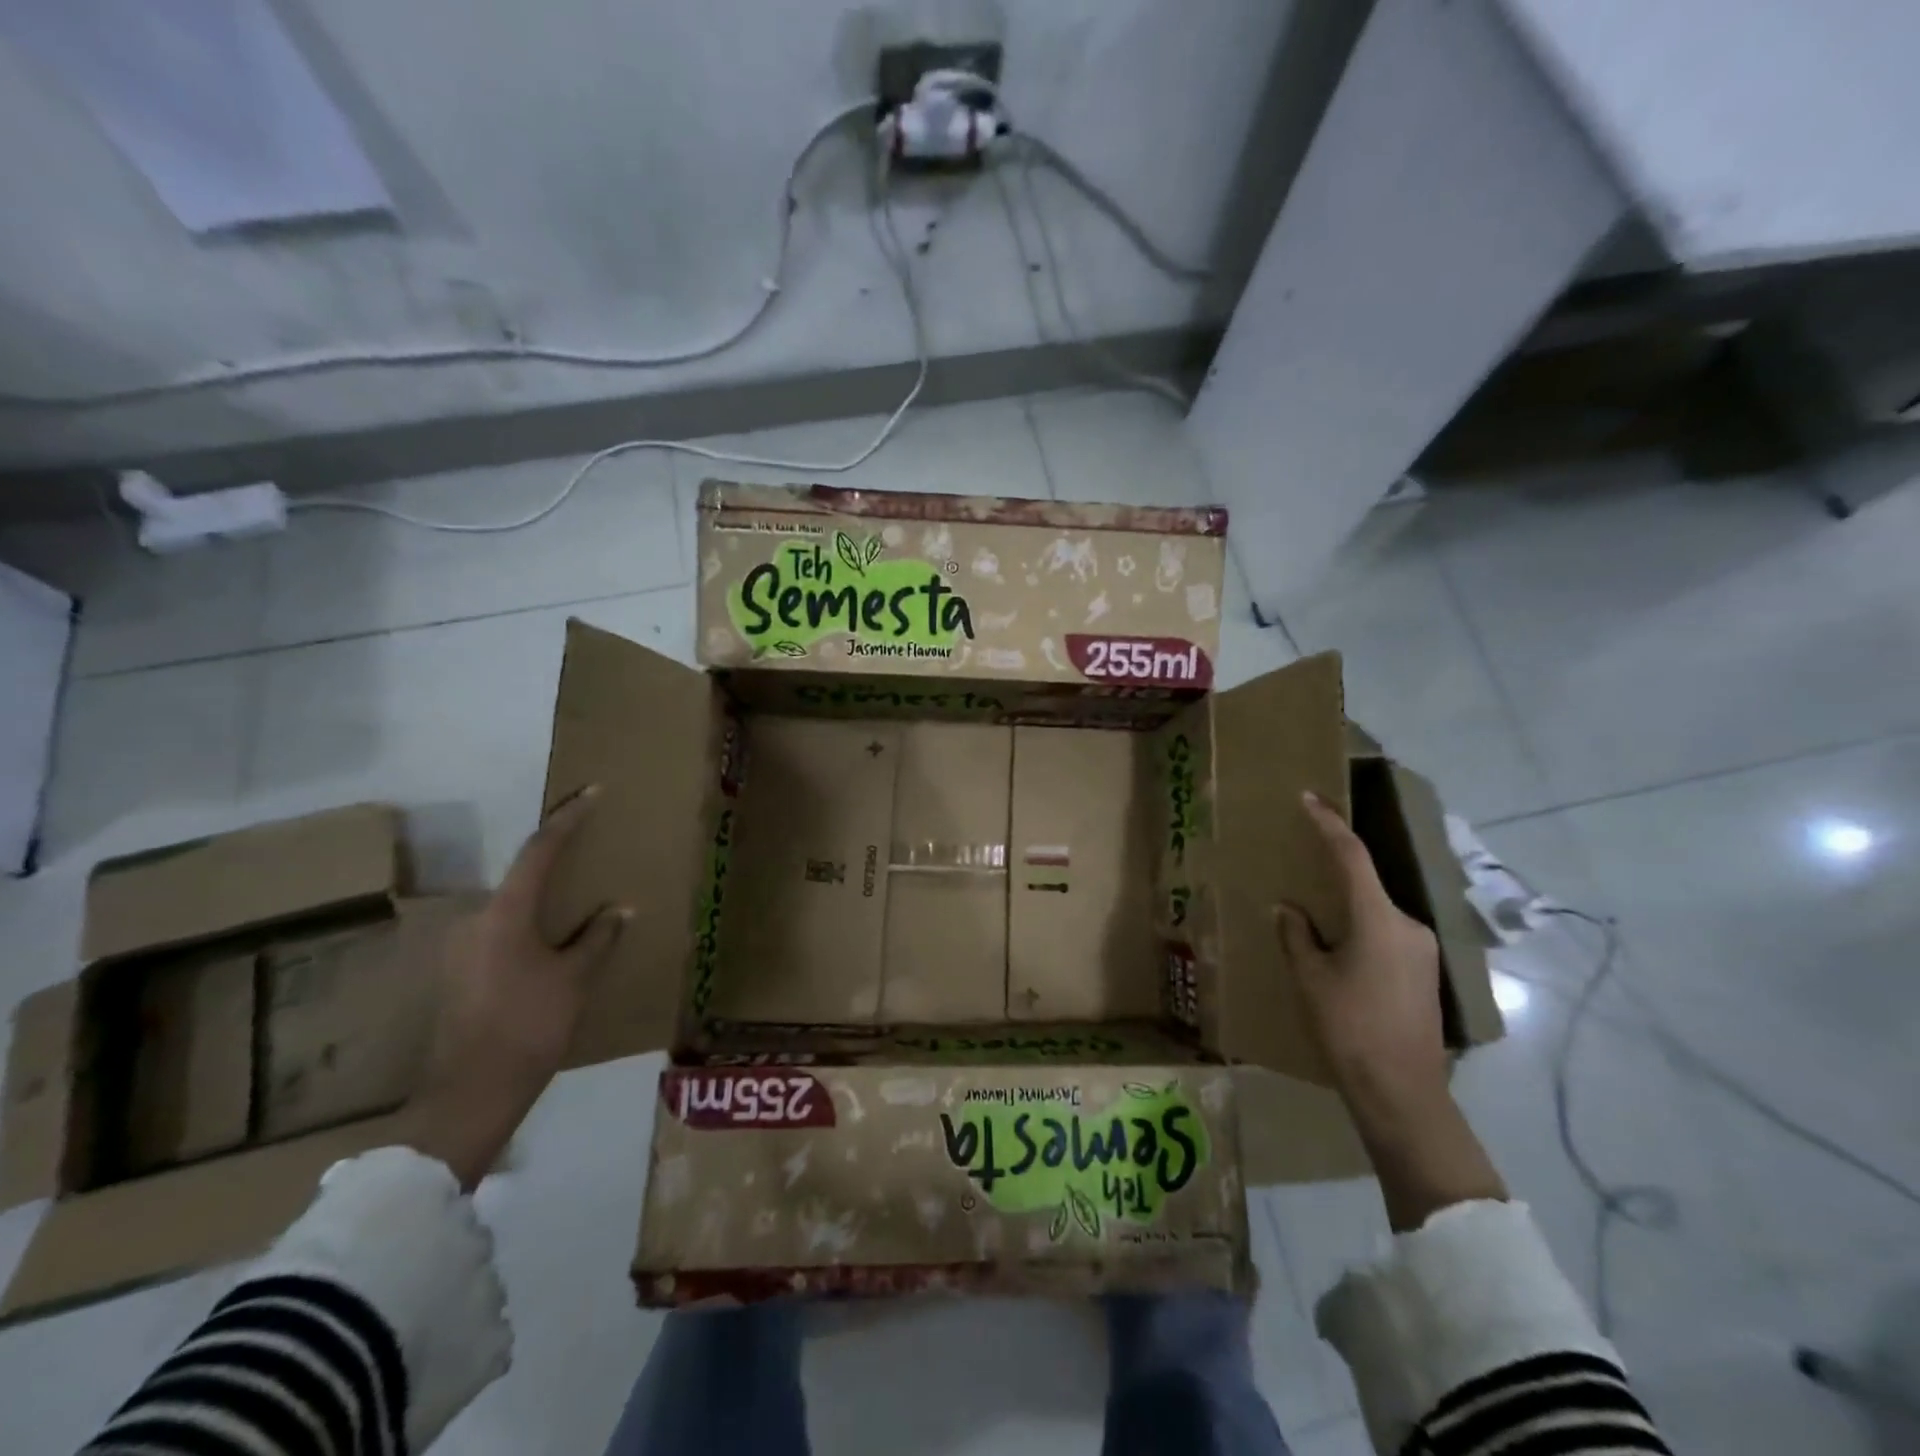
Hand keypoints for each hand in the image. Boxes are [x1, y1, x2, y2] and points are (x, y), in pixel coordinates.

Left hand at [408, 787, 628, 1187]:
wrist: (471, 1094)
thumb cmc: (529, 1026)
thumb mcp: (574, 979)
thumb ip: (597, 938)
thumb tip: (619, 909)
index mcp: (505, 913)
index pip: (541, 850)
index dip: (568, 818)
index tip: (592, 792)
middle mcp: (475, 920)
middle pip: (523, 876)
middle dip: (557, 861)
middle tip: (591, 851)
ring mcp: (461, 948)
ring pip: (511, 907)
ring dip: (544, 899)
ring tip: (577, 904)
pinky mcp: (459, 973)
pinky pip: (501, 933)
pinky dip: (530, 926)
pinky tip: (551, 945)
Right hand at [1278, 791, 1448, 1122]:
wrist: (1402, 1093)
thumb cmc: (1349, 1028)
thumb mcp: (1310, 978)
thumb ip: (1297, 935)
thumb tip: (1289, 910)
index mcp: (1378, 919)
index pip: (1350, 856)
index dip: (1329, 823)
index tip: (1310, 798)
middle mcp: (1408, 926)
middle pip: (1365, 886)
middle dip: (1332, 877)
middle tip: (1300, 876)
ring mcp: (1423, 951)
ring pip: (1376, 914)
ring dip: (1346, 911)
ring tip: (1315, 928)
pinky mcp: (1425, 973)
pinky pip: (1387, 936)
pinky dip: (1360, 933)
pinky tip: (1340, 957)